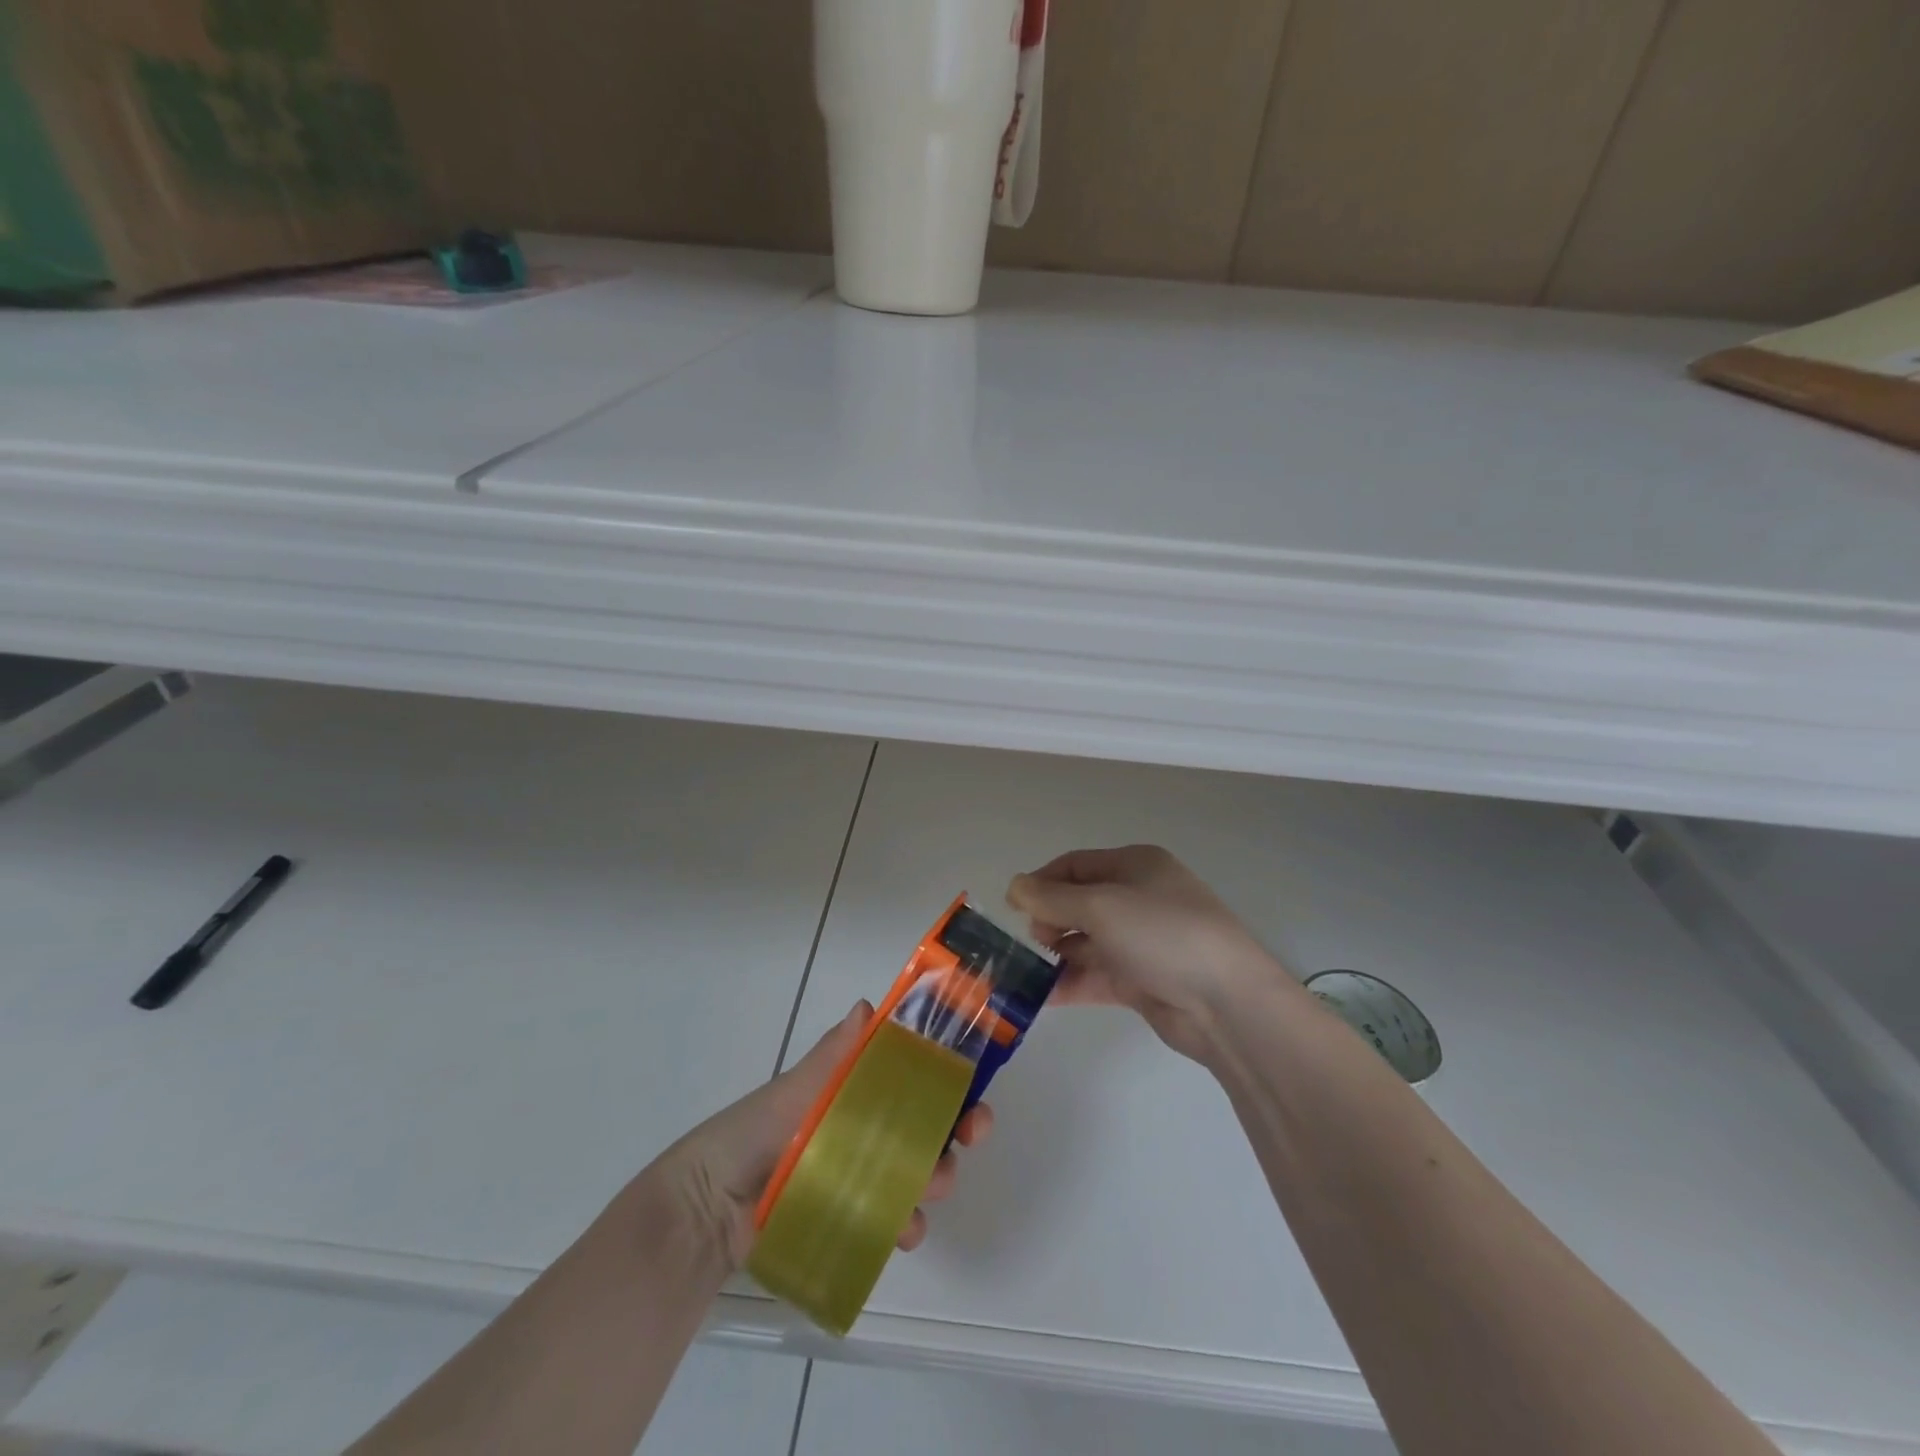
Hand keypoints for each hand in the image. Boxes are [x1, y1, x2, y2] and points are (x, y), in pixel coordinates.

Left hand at [660, 1002, 991, 1270]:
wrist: (709, 1209)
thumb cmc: (755, 1132)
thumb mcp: (796, 1089)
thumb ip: (834, 1055)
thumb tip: (868, 1007)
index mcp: (858, 1088)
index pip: (916, 1073)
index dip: (949, 1072)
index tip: (974, 1076)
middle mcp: (869, 1127)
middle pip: (929, 1121)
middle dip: (959, 1124)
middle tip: (973, 1132)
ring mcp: (865, 1175)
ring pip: (921, 1170)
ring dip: (939, 1175)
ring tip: (933, 1186)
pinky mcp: (856, 1218)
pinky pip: (896, 1219)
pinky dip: (908, 1223)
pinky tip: (904, 1229)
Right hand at [1009, 845, 1289, 1062]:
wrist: (1227, 1003)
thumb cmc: (1162, 934)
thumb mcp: (1101, 906)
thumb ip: (1051, 898)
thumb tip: (1014, 886)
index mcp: (1135, 865)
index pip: (1075, 865)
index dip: (1041, 882)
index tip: (1013, 907)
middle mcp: (1139, 898)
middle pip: (1079, 902)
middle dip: (1049, 919)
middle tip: (1033, 942)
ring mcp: (1142, 941)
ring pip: (1086, 941)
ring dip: (1056, 954)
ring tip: (1025, 973)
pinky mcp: (1143, 980)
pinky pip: (1097, 974)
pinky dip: (1071, 982)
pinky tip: (1041, 997)